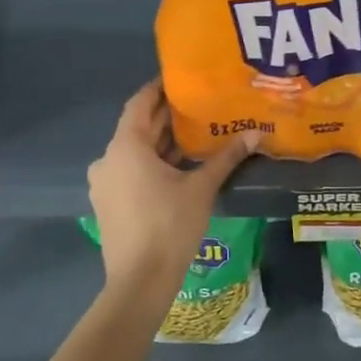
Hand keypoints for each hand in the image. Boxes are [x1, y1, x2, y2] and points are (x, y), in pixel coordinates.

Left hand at [87, 81, 254, 295]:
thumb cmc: (169, 226)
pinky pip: (131, 171)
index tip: (181, 79)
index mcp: (126, 147)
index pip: (140, 103)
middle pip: (138, 128)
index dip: (159, 88)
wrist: (140, 281)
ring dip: (162, 143)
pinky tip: (180, 167)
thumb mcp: (202, 188)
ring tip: (196, 135)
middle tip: (199, 105)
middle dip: (167, 117)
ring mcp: (105, 183)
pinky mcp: (109, 203)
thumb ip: (226, 158)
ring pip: (135, 152)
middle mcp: (108, 159)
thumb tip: (255, 134)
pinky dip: (153, 164)